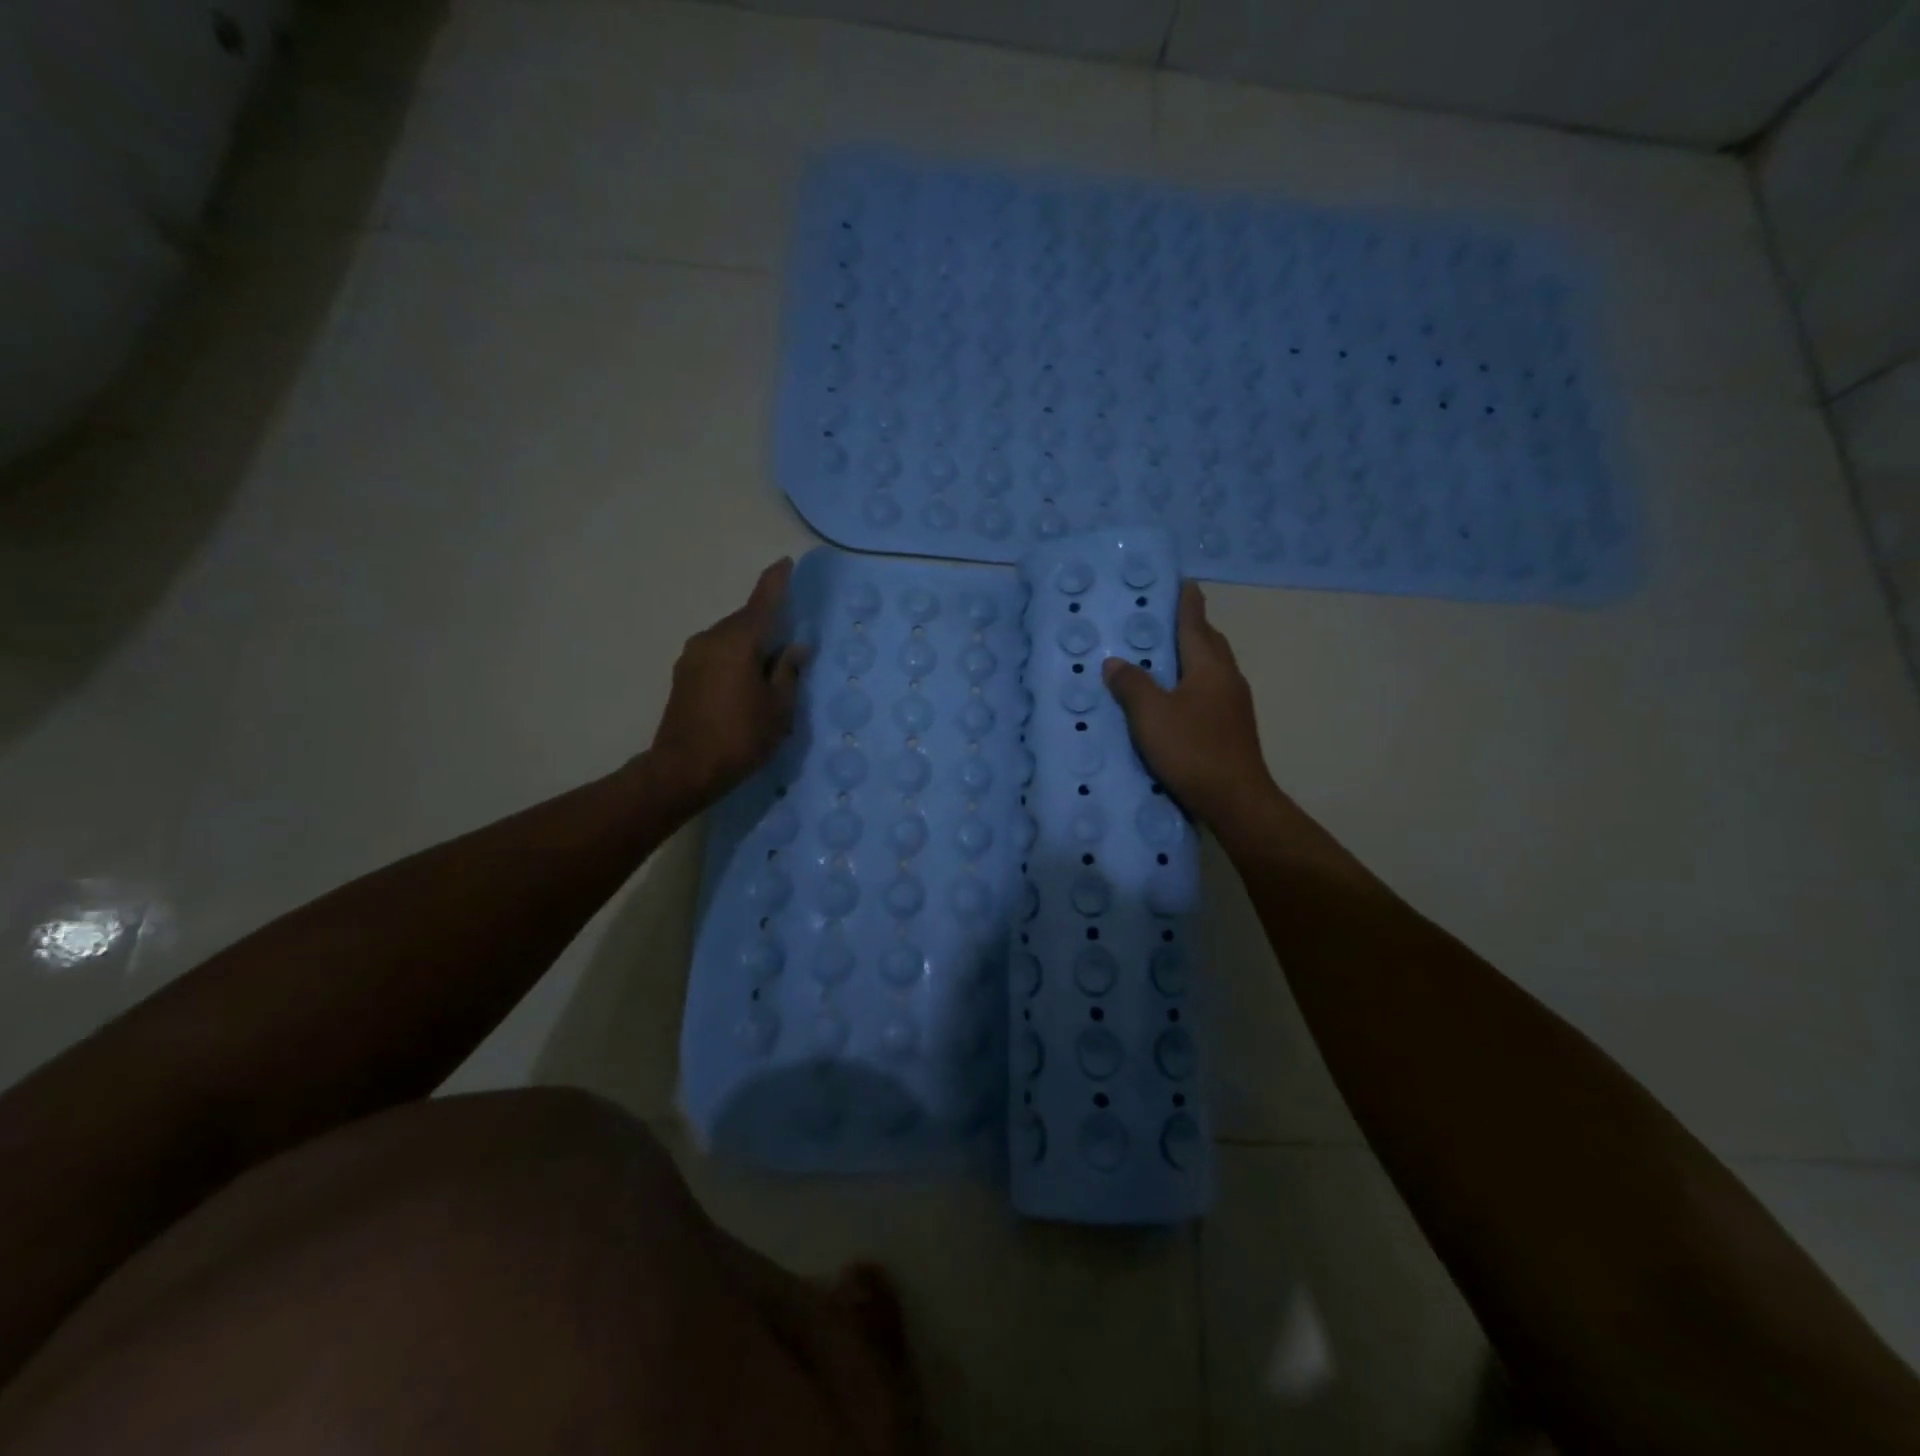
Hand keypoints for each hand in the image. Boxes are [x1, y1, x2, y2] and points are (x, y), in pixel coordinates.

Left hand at [642, 559, 807, 813]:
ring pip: (729, 639)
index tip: (786, 563)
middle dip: (767, 623)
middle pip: (744, 621)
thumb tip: (796, 648)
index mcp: (738, 642)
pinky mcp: (683, 675)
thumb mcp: (778, 708)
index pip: (762, 602)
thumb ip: (788, 672)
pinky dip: (735, 658)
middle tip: (790, 638)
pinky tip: (747, 680)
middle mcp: (711, 639)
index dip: (776, 582)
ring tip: (770, 667)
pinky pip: (717, 654)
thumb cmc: (739, 737)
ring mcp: (692, 656)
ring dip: (750, 645)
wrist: (682, 770)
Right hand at [1103, 582, 1274, 828]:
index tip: (1184, 583)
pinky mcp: (1233, 727)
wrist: (1235, 799)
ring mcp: (1235, 704)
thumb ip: (1131, 685)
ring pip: (1213, 668)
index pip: (1194, 624)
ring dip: (1194, 656)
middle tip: (1168, 619)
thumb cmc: (1192, 749)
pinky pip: (1212, 690)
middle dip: (1193, 627)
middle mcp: (1227, 678)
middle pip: (1210, 642)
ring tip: (1168, 657)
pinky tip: (1179, 697)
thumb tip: (1115, 662)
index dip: (1187, 603)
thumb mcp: (1150, 715)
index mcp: (1209, 666)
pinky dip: (1195, 681)